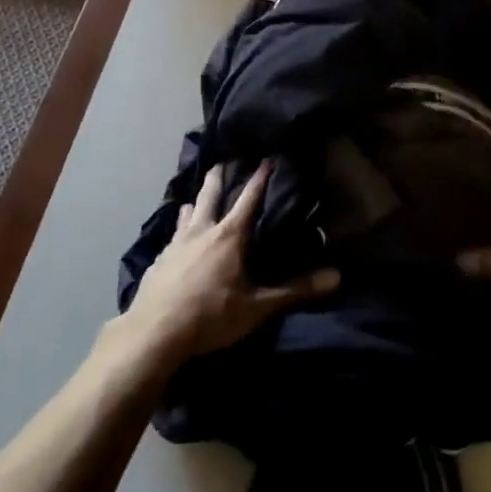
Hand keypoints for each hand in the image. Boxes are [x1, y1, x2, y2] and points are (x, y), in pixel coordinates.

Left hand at [115, 161, 337, 368]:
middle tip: (222, 160)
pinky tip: (176, 239)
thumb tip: (337, 276)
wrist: (153, 334)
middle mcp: (201, 231)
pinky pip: (172, 236)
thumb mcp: (257, 307)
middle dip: (219, 177)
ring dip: (195, 202)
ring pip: (187, 212)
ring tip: (196, 197)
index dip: (260, 178)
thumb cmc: (211, 316)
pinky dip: (179, 229)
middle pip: (210, 195)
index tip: (267, 157)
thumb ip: (295, 290)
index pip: (249, 198)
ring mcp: (176, 244)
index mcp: (229, 236)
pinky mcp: (158, 261)